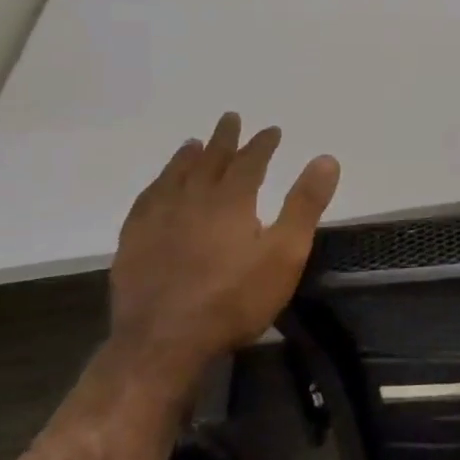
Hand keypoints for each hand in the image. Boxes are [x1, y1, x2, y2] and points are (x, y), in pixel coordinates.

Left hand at [110, 113, 340, 361]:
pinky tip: (158, 188)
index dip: (263, 144)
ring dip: (188, 157)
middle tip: (230, 118)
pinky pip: (146, 200)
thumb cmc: (235, 299)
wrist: (164, 341)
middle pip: (210, 160)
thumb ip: (305, 204)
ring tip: (193, 143)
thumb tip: (325, 158)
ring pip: (174, 176)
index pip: (250, 161)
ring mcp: (157, 219)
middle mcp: (192, 198)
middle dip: (224, 139)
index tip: (272, 130)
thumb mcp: (285, 254)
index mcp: (231, 200)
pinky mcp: (134, 242)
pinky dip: (157, 185)